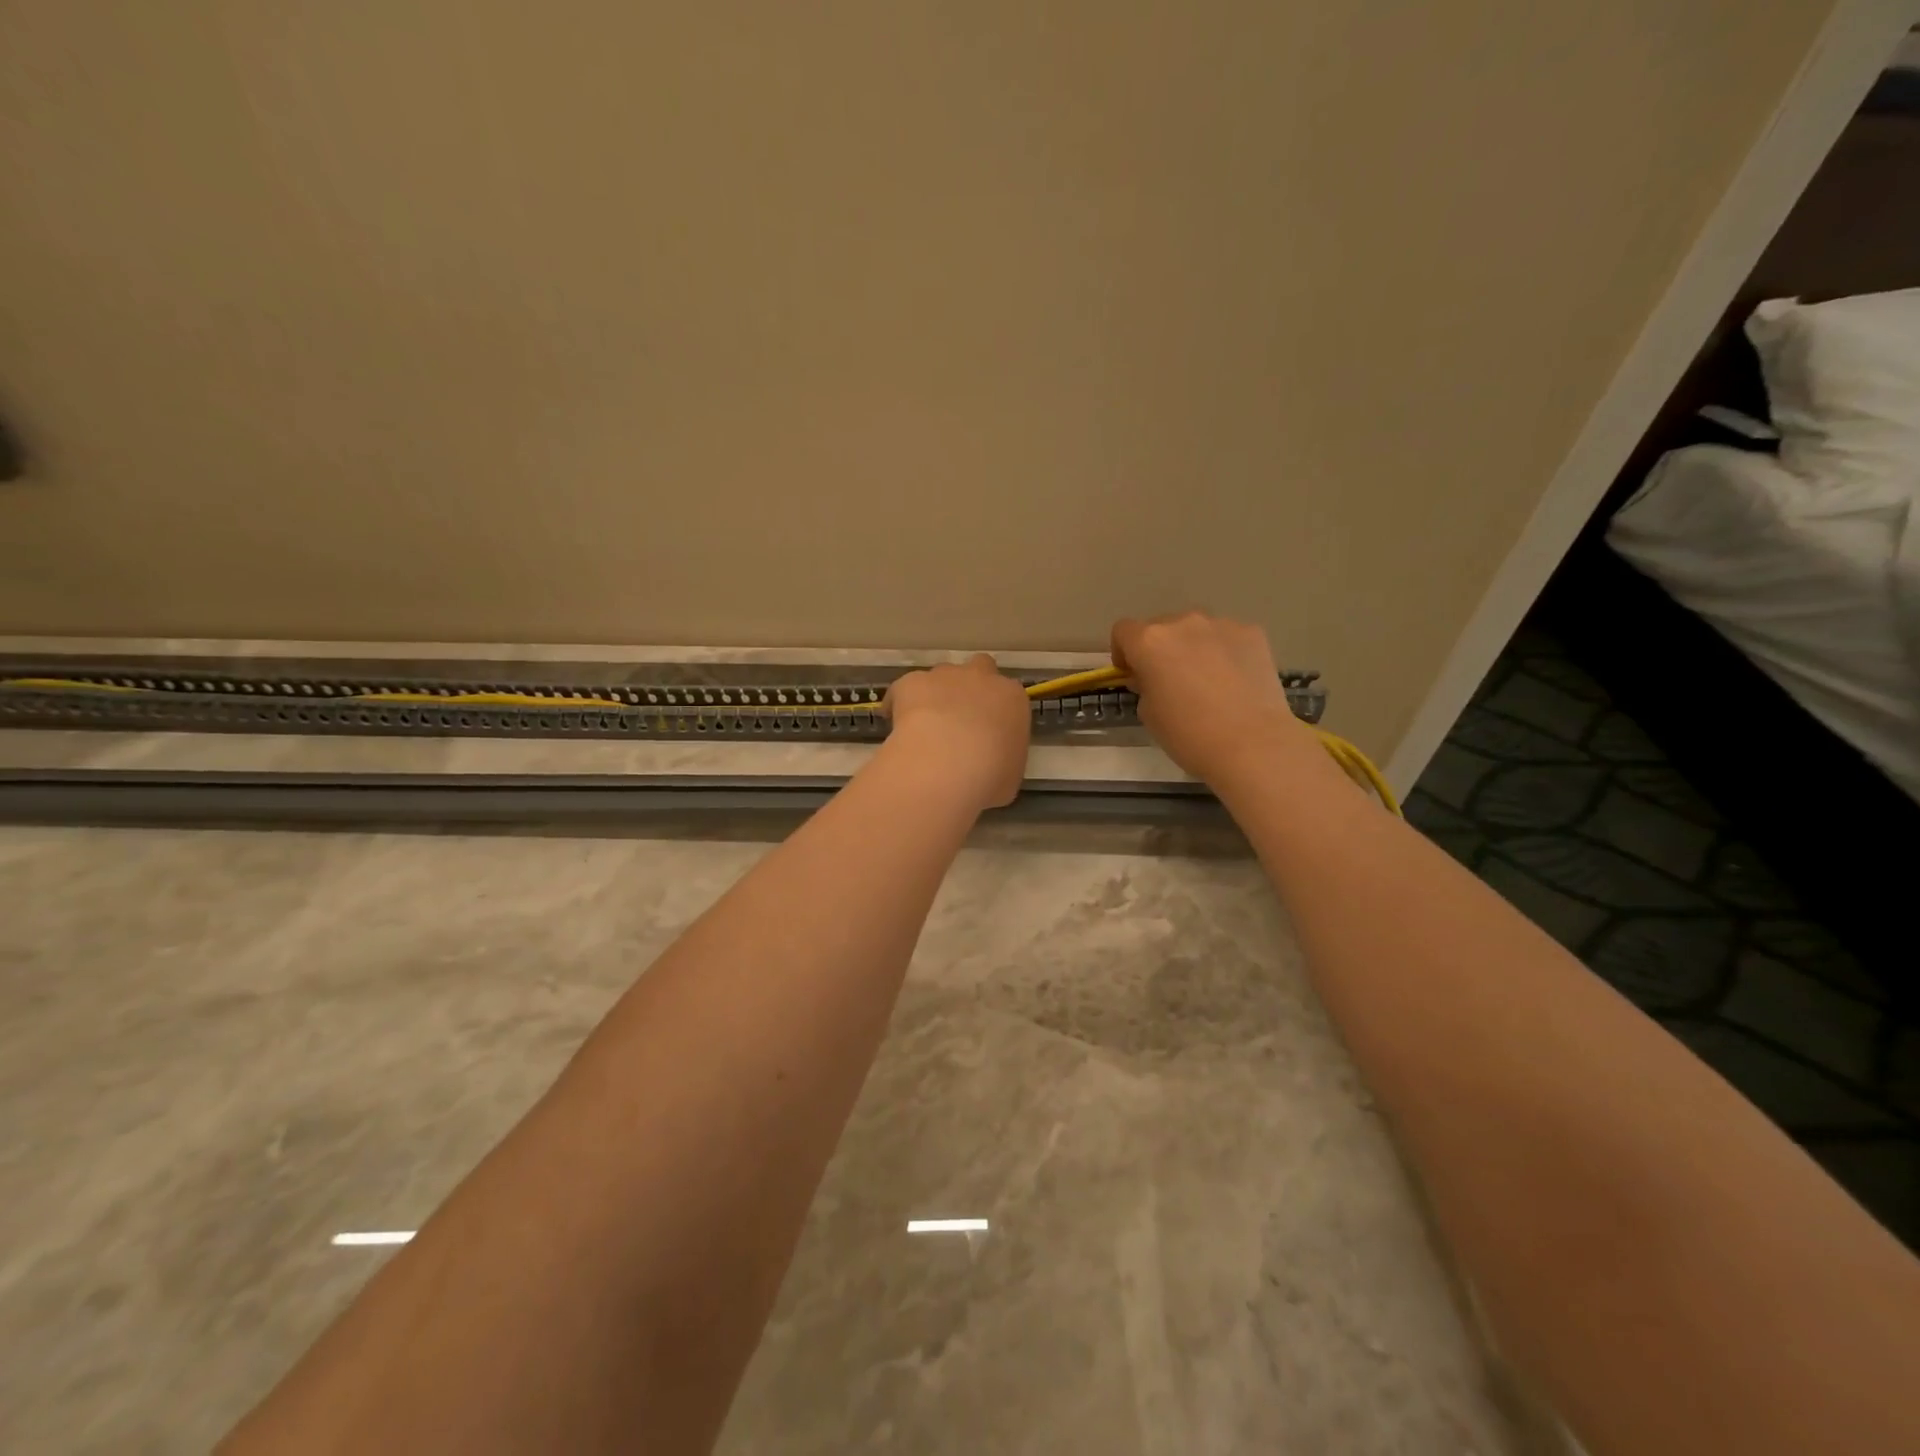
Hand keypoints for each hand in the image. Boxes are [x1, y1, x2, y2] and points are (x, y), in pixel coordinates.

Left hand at [880, 654, 1031, 810]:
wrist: (948, 762)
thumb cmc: (990, 775)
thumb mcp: (1009, 775)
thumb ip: (1003, 760)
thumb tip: (990, 767)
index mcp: (1012, 699)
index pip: (1009, 696)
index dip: (997, 712)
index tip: (989, 732)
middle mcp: (982, 678)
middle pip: (980, 668)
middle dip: (971, 686)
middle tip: (960, 716)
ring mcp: (945, 676)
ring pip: (942, 675)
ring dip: (937, 693)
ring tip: (925, 724)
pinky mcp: (912, 681)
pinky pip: (904, 689)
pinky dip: (899, 703)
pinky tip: (895, 725)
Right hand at [1111, 612, 1321, 784]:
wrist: (1252, 744)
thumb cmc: (1189, 734)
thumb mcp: (1149, 714)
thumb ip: (1145, 685)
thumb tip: (1154, 677)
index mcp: (1150, 642)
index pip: (1123, 631)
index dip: (1124, 652)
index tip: (1133, 675)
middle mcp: (1183, 623)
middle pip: (1161, 627)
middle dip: (1160, 649)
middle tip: (1171, 680)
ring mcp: (1221, 624)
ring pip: (1196, 630)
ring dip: (1193, 647)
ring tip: (1208, 680)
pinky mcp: (1253, 633)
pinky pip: (1228, 637)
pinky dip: (1225, 652)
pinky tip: (1236, 681)